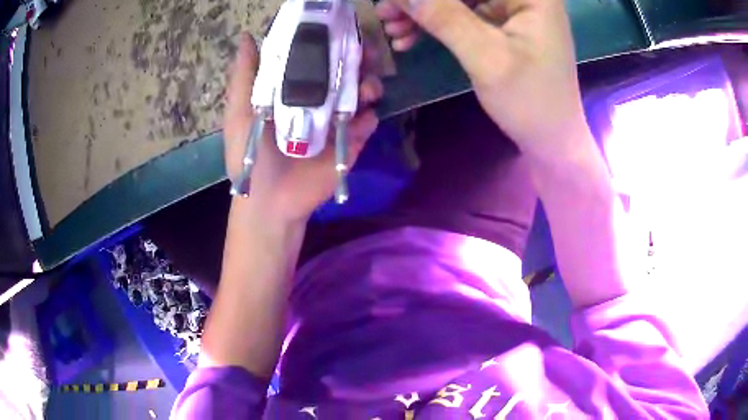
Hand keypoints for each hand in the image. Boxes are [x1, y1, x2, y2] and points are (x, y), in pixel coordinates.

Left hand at [223, 34, 381, 220]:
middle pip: (345, 74)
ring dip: (369, 85)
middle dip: (359, 61)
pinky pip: (368, 123)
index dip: (329, 45)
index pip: (317, 60)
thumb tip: (246, 37)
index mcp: (294, 92)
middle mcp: (318, 102)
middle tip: (366, 55)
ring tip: (366, 88)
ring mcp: (336, 122)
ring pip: (362, 94)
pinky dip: (368, 118)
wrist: (270, 201)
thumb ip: (245, 76)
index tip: (339, 33)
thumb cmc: (249, 156)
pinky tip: (361, 119)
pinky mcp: (350, 143)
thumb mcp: (240, 113)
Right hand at [377, 0, 589, 162]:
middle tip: (385, 14)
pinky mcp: (503, 23)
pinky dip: (436, 23)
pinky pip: (462, 13)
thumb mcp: (486, 58)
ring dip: (424, 11)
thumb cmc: (530, 102)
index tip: (394, 3)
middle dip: (422, 1)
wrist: (551, 140)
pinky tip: (410, 37)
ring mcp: (513, 7)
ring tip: (392, 30)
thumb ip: (444, 18)